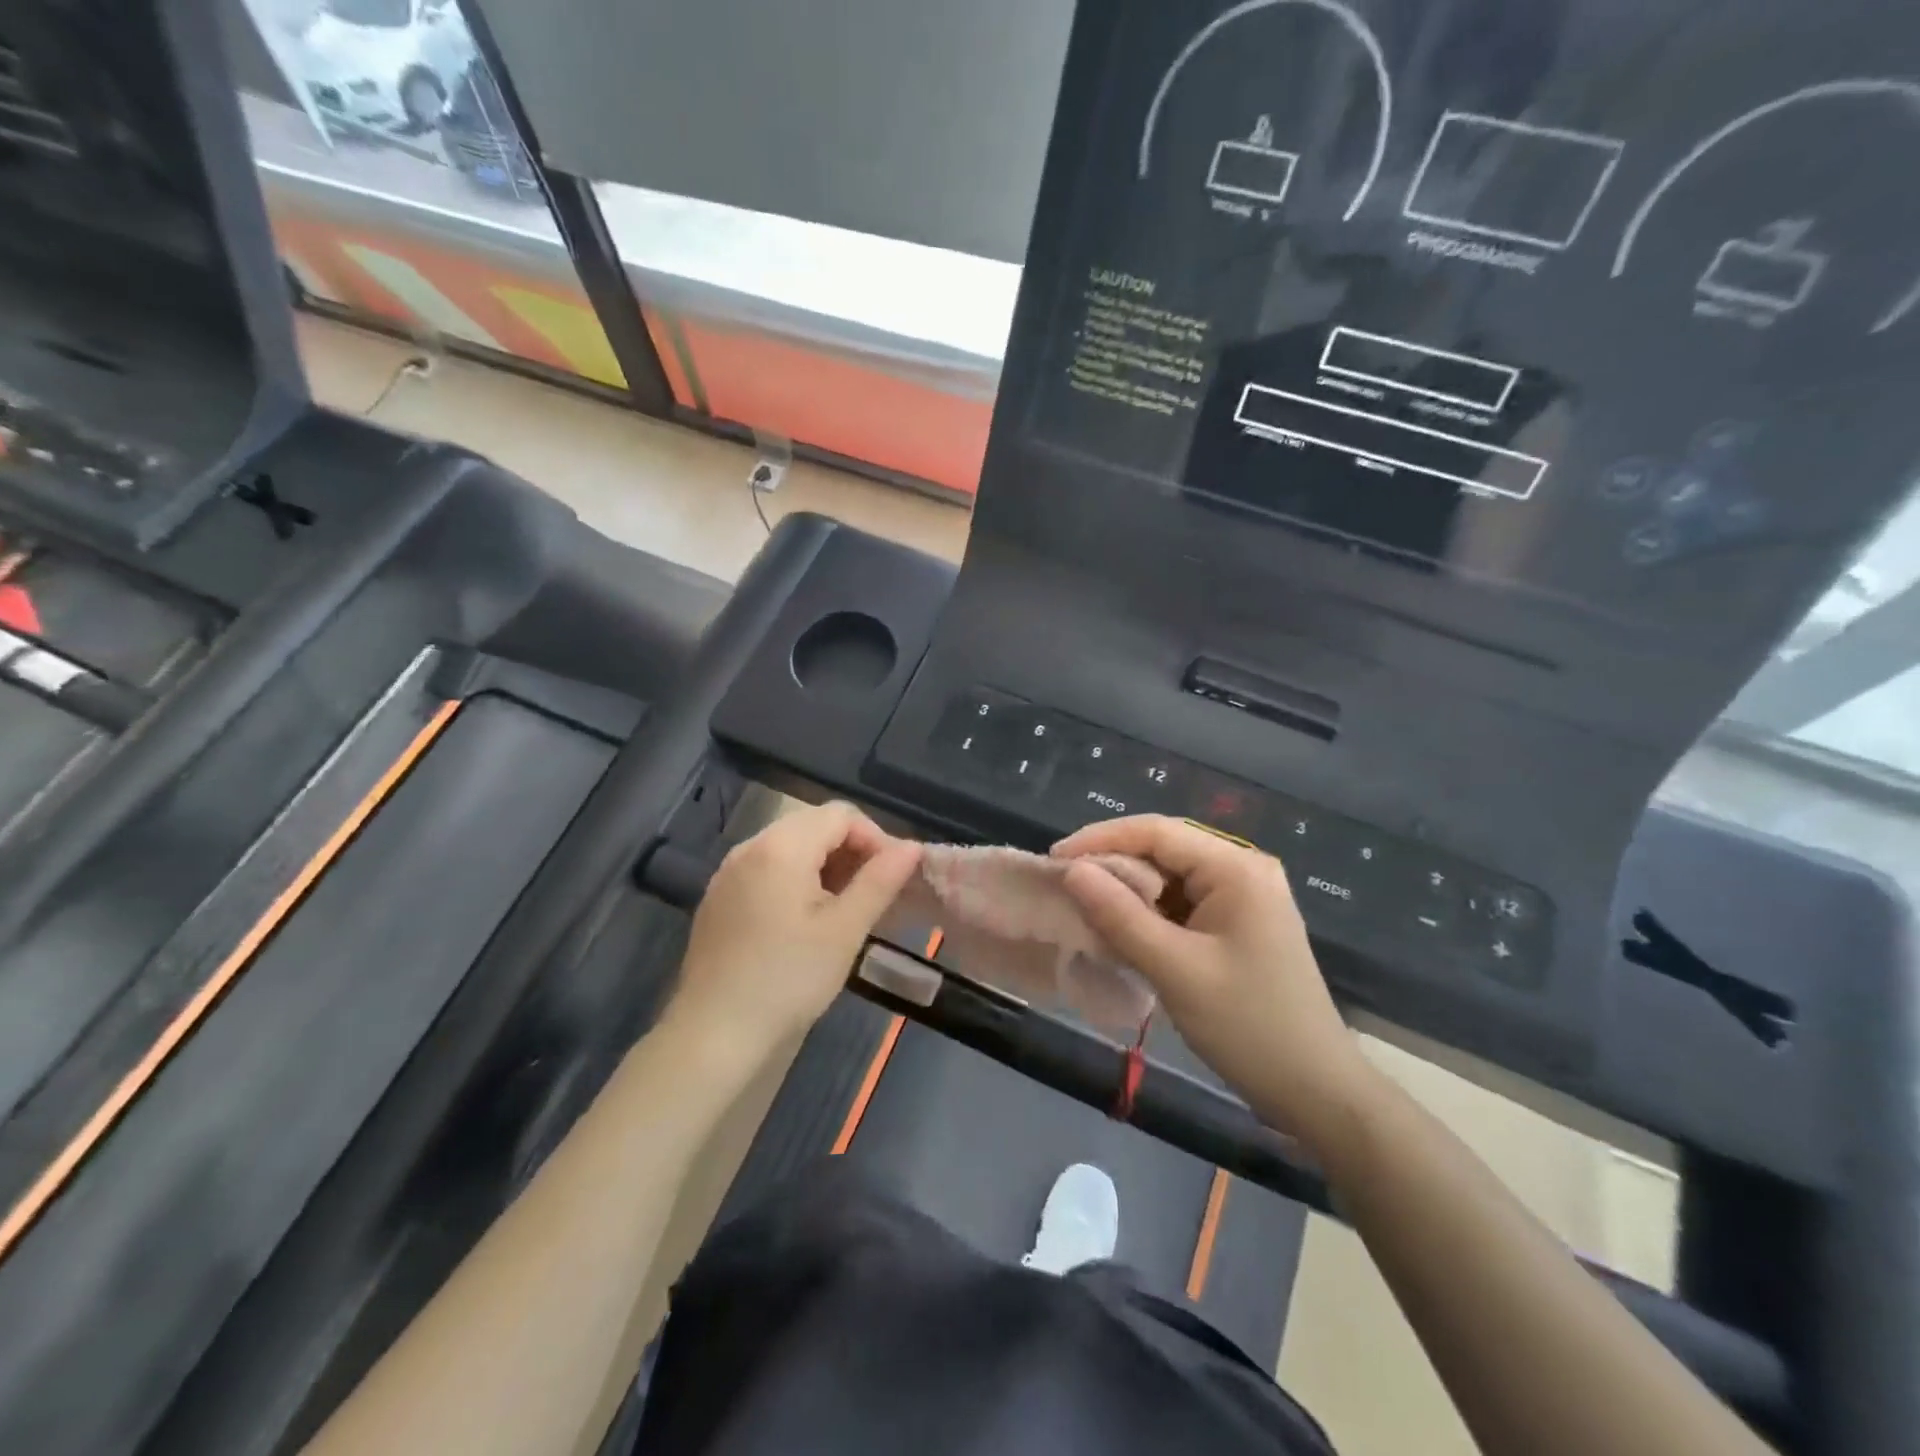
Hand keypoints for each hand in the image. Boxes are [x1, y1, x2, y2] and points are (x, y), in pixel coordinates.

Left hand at [669, 803, 921, 1065]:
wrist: (713, 1036)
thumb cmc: (788, 980)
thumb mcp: (845, 930)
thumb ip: (880, 881)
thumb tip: (913, 847)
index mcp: (781, 846)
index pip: (841, 814)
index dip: (876, 839)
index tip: (893, 880)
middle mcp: (750, 846)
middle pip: (814, 825)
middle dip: (852, 851)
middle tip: (874, 895)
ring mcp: (729, 872)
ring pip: (791, 847)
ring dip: (826, 867)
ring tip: (846, 910)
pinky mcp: (719, 898)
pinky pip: (767, 870)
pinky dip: (797, 881)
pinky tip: (807, 921)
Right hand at [1055, 815, 1374, 1153]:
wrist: (1317, 1091)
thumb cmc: (1248, 1026)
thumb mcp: (1175, 970)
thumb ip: (1119, 916)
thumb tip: (1072, 871)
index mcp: (1236, 869)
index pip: (1156, 832)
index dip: (1100, 839)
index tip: (1053, 860)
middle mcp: (1243, 870)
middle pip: (1164, 849)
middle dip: (1112, 864)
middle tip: (1063, 884)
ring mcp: (1244, 897)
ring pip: (1170, 876)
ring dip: (1128, 890)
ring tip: (1083, 907)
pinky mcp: (1239, 924)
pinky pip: (1183, 903)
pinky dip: (1148, 913)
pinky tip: (1120, 930)